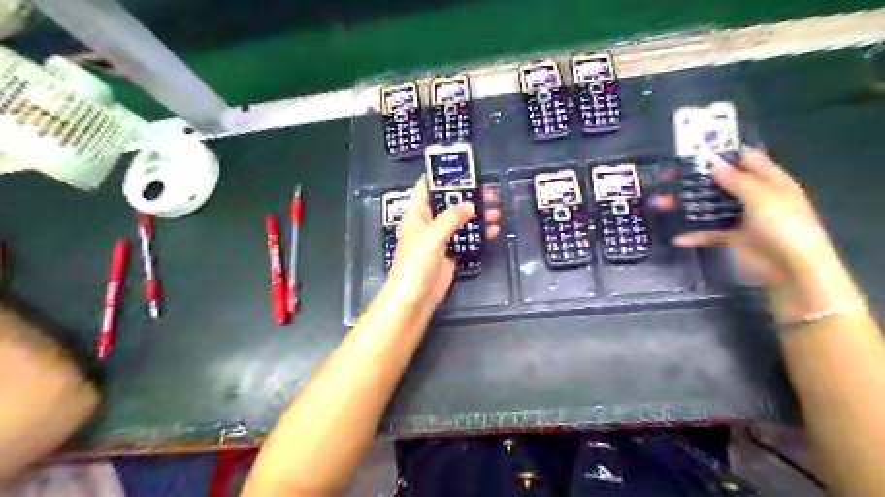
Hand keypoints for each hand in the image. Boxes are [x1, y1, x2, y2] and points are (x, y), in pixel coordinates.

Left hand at [387, 174, 499, 305]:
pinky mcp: (449, 253)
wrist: (414, 298)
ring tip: (496, 209)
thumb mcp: (432, 237)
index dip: (440, 175)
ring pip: (460, 221)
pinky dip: (478, 233)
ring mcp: (440, 239)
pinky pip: (466, 238)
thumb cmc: (416, 264)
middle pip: (449, 203)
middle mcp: (428, 223)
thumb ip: (450, 219)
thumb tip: (470, 204)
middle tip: (489, 191)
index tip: (461, 168)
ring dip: (477, 215)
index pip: (426, 187)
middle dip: (468, 196)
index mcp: (417, 214)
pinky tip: (492, 230)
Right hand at [655, 147, 857, 317]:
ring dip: (685, 206)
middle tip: (666, 179)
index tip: (693, 154)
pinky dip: (693, 234)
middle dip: (693, 180)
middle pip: (719, 183)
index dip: (721, 155)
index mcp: (768, 181)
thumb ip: (737, 181)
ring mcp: (741, 218)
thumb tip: (715, 166)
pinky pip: (708, 232)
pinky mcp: (732, 238)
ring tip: (659, 204)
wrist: (791, 270)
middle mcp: (754, 196)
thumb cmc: (784, 227)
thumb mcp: (762, 198)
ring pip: (708, 207)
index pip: (745, 160)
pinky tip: (677, 237)